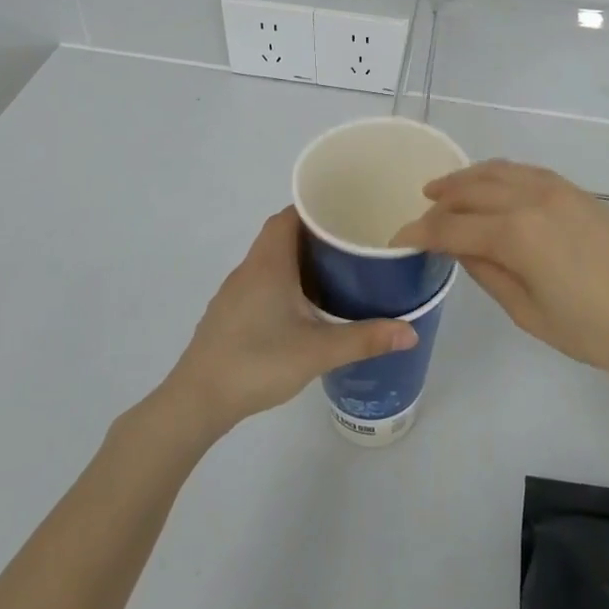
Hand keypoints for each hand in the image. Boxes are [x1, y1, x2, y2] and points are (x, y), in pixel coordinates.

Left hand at [163, 208, 417, 432]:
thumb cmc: (257, 363)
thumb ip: (365, 339)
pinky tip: (303, 307)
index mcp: (269, 263)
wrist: (197, 400)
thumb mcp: (318, 351)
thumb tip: (411, 332)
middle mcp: (249, 268)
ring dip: (298, 259)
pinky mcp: (229, 313)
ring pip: (270, 260)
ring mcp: (235, 292)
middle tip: (351, 243)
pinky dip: (284, 281)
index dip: (315, 208)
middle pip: (281, 234)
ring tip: (336, 272)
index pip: (289, 215)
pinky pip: (261, 282)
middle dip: (315, 234)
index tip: (346, 212)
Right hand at [391, 161, 608, 383]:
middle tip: (420, 215)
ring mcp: (557, 189)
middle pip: (471, 190)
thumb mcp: (531, 314)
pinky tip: (492, 187)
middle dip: (439, 201)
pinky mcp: (577, 191)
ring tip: (443, 190)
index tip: (397, 240)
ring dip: (466, 179)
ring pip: (497, 171)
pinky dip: (498, 174)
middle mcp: (531, 198)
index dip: (419, 233)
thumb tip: (459, 249)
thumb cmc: (597, 331)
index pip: (452, 227)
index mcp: (516, 233)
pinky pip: (525, 172)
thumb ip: (488, 274)